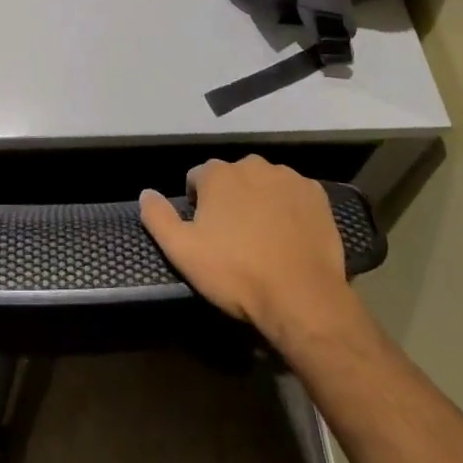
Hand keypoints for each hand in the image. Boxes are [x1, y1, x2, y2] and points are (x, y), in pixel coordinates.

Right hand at [140, 156, 364, 347]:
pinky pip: (294, 194)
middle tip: (234, 237)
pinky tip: (290, 235)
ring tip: (264, 238)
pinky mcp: (316, 194)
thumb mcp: (183, 252)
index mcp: (217, 174)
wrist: (302, 297)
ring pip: (264, 183)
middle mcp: (252, 165)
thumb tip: (146, 193)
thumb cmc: (237, 273)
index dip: (198, 204)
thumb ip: (158, 218)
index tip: (205, 232)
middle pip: (232, 177)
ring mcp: (287, 177)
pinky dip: (289, 208)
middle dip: (230, 199)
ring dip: (260, 201)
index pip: (197, 178)